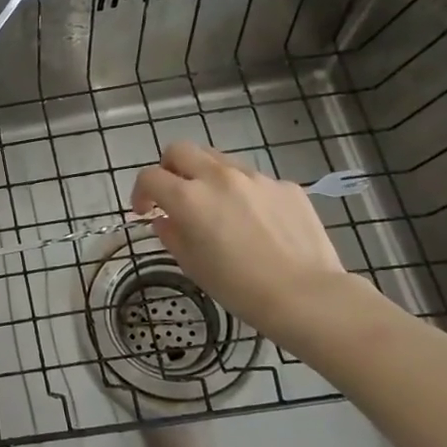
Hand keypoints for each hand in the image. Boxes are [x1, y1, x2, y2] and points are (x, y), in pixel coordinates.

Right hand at [130, 142, 346, 337]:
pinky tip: (255, 223)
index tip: (144, 211)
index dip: (140, 192)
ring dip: (205, 176)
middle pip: (180, 150)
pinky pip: (253, 180)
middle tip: (173, 194)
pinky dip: (243, 193)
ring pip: (218, 160)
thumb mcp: (191, 264)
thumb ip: (171, 234)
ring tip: (216, 207)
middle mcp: (219, 177)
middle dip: (168, 168)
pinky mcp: (285, 186)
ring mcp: (256, 178)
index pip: (150, 177)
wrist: (306, 295)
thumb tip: (166, 219)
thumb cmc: (238, 287)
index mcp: (189, 198)